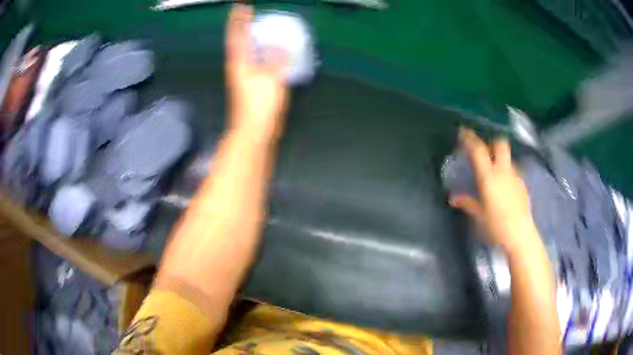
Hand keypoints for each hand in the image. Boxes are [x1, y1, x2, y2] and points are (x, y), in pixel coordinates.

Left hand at [225, 4, 289, 141]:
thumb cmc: (259, 106)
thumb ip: (276, 59)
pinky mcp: (254, 82)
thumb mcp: (271, 78)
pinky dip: (263, 51)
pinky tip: (272, 50)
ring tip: (261, 26)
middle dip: (244, 25)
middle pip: (239, 40)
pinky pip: (258, 59)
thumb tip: (280, 47)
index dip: (239, 19)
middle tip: (250, 13)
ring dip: (253, 36)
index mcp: (240, 62)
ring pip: (248, 49)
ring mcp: (245, 74)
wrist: (255, 130)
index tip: (242, 6)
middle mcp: (239, 65)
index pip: (237, 35)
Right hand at [449, 128, 537, 251]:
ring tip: (494, 171)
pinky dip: (507, 171)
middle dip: (492, 143)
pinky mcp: (523, 184)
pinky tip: (504, 186)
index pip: (478, 150)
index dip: (470, 138)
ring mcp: (515, 176)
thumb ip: (467, 202)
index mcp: (489, 177)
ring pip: (507, 157)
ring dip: (500, 158)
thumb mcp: (479, 215)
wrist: (520, 235)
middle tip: (484, 152)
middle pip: (500, 144)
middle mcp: (503, 171)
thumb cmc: (496, 225)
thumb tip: (452, 197)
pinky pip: (513, 170)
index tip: (463, 131)